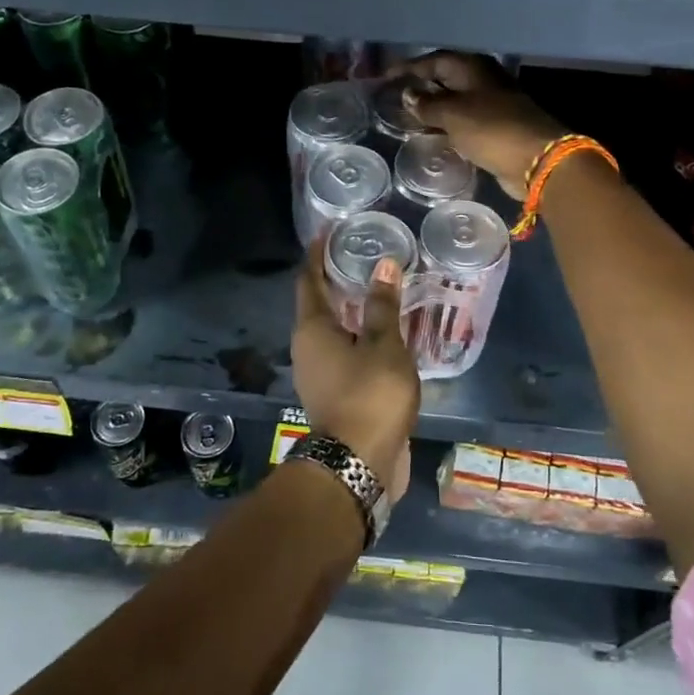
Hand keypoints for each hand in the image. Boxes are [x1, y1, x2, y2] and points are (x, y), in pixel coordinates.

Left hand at [290, 236, 418, 501]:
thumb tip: (384, 266)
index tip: (328, 231)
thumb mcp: (384, 346)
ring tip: (379, 290)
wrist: (359, 463)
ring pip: (334, 331)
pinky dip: (361, 336)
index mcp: (312, 329)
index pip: (308, 279)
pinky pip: (346, 353)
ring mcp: (319, 373)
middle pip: (318, 304)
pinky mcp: (335, 393)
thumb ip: (383, 306)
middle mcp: (307, 348)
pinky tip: (386, 333)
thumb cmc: (370, 395)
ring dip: (352, 310)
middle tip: (362, 256)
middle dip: (337, 280)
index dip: (317, 253)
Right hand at [402, 53, 562, 197]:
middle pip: (445, 78)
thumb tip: (408, 94)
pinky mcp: (497, 127)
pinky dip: (447, 125)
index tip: (385, 77)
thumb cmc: (491, 129)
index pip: (433, 61)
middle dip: (421, 87)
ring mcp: (492, 103)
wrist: (536, 159)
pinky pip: (464, 120)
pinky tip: (433, 135)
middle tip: (394, 98)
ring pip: (455, 101)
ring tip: (408, 119)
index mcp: (472, 68)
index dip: (408, 68)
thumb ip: (427, 104)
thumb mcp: (452, 114)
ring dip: (433, 109)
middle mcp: (482, 80)